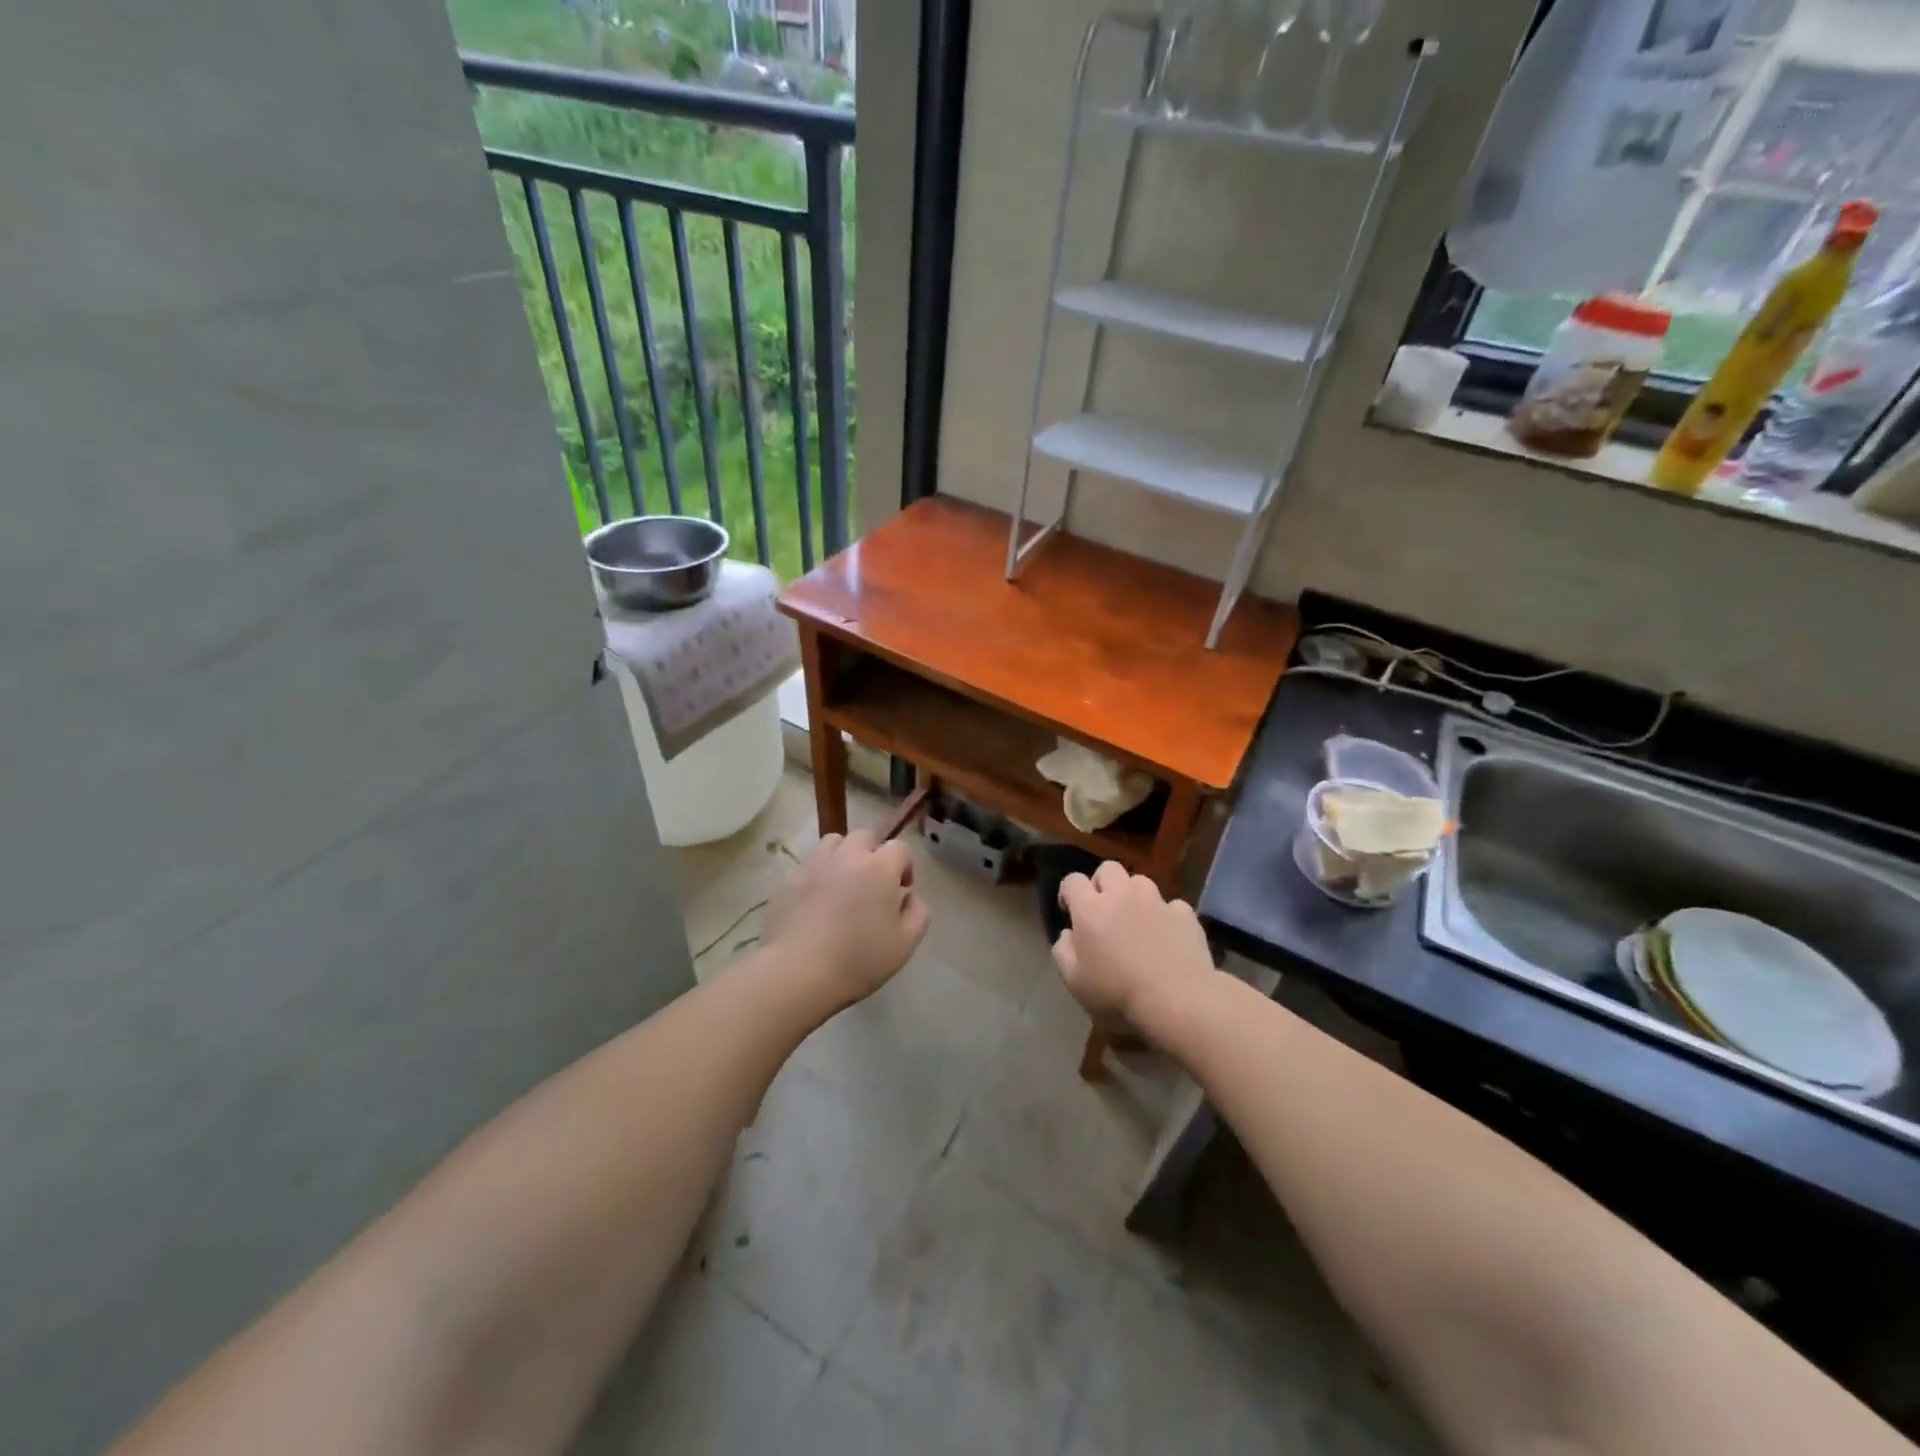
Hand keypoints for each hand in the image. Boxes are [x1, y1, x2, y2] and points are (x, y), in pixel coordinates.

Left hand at [761, 830, 929, 1008]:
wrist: (798, 973)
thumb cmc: (859, 960)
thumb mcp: (905, 944)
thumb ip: (918, 913)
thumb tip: (908, 897)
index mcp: (879, 868)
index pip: (900, 848)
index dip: (904, 866)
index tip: (901, 890)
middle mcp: (847, 856)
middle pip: (865, 836)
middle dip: (874, 853)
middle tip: (873, 883)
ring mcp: (814, 865)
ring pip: (833, 843)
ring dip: (844, 856)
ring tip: (843, 884)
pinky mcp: (788, 880)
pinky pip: (808, 866)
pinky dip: (817, 875)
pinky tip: (816, 902)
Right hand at [1053, 862, 1212, 1025]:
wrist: (1178, 1001)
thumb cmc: (1118, 994)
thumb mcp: (1074, 981)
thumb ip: (1063, 951)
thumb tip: (1069, 934)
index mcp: (1091, 909)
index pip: (1072, 881)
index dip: (1068, 893)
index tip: (1070, 912)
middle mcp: (1122, 895)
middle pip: (1108, 869)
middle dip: (1102, 883)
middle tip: (1103, 909)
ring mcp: (1156, 902)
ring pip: (1140, 882)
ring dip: (1134, 896)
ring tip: (1136, 921)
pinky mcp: (1185, 914)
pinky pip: (1171, 906)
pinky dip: (1165, 916)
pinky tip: (1167, 938)